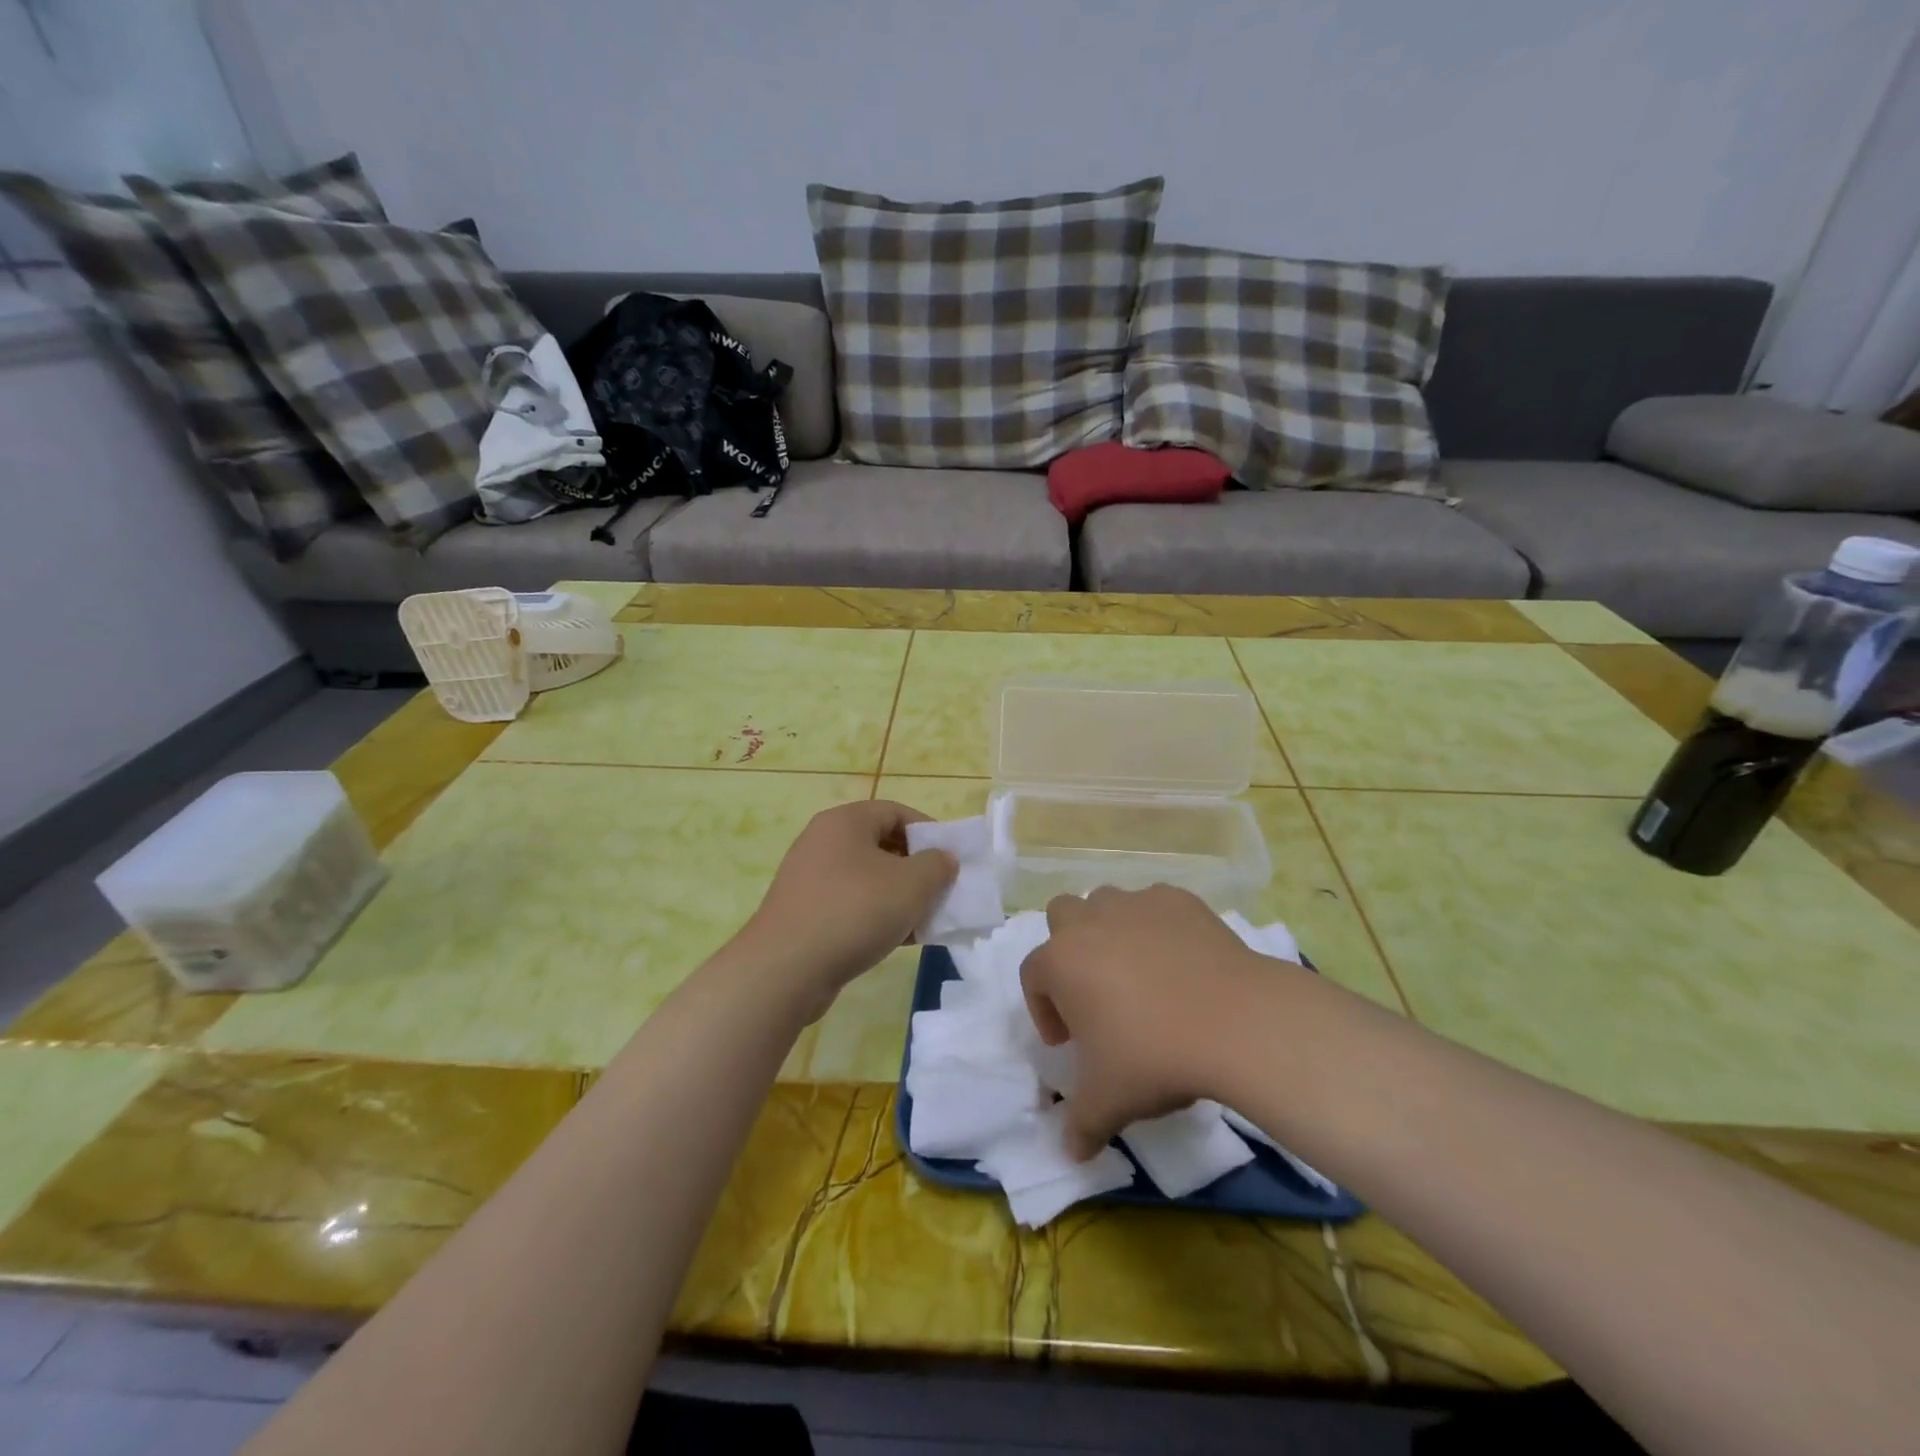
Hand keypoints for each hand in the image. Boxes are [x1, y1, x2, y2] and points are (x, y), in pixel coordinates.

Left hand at [741, 800, 956, 1012]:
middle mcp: (823, 841)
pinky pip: (850, 904)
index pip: (896, 812)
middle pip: (881, 845)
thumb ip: (937, 865)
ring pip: (868, 878)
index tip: (951, 858)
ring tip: (924, 921)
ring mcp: (810, 878)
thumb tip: (943, 859)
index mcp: (845, 822)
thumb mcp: (912, 885)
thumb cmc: (855, 911)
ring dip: (899, 896)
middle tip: (940, 891)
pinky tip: (898, 940)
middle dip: (916, 868)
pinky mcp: (804, 912)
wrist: (786, 969)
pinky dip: (876, 915)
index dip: (929, 831)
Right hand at [1020, 885, 1293, 1158]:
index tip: (1069, 1042)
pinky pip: (1155, 906)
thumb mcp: (1109, 1101)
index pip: (1032, 976)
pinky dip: (1158, 927)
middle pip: (1062, 916)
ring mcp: (1137, 904)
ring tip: (1139, 974)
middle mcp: (1091, 922)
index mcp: (1061, 961)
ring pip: (1107, 904)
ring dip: (1111, 931)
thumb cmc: (1155, 1057)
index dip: (1044, 1010)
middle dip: (1069, 949)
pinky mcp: (1179, 900)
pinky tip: (1181, 962)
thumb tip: (1070, 1153)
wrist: (1236, 1021)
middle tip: (1096, 994)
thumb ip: (1080, 1125)